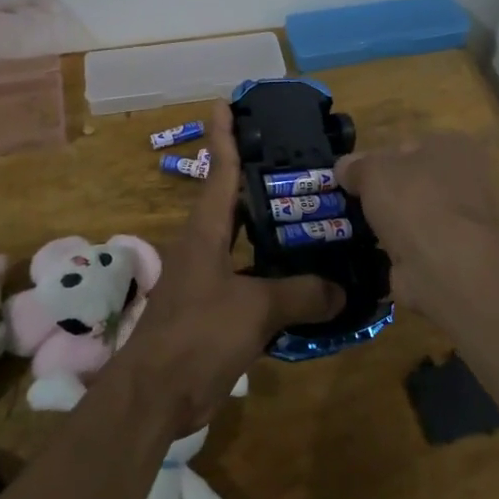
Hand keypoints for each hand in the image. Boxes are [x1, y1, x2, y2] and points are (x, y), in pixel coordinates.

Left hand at [120, 100, 343, 432]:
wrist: (155, 396)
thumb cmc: (198, 335)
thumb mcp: (255, 309)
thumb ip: (301, 295)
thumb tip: (342, 290)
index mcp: (207, 231)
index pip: (220, 171)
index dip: (224, 135)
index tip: (226, 102)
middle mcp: (205, 246)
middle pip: (235, 201)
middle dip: (261, 179)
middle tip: (302, 162)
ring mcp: (208, 278)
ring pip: (247, 242)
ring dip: (273, 230)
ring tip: (315, 216)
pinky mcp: (215, 309)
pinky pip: (253, 280)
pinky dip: (276, 275)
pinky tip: (307, 280)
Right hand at [334, 133, 498, 314]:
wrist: (445, 265)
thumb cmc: (413, 200)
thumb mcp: (372, 170)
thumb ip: (355, 165)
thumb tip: (344, 168)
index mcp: (452, 147)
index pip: (405, 147)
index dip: (375, 160)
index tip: (350, 178)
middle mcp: (465, 179)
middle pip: (410, 182)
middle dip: (382, 195)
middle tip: (348, 205)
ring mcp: (461, 220)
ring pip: (412, 215)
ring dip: (388, 224)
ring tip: (353, 231)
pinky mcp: (454, 256)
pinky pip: (415, 246)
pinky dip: (396, 251)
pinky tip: (372, 254)